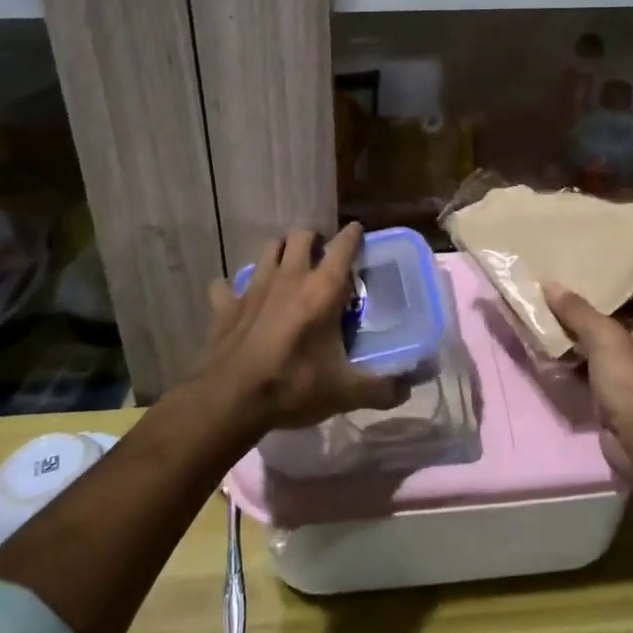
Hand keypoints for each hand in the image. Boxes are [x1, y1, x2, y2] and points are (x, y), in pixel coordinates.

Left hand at [197, 223, 408, 431]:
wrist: (229, 400)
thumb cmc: (293, 386)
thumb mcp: (344, 392)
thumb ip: (380, 389)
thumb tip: (406, 391)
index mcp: (322, 290)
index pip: (343, 246)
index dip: (353, 235)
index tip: (358, 232)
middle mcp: (289, 278)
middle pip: (301, 236)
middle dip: (313, 238)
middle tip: (322, 253)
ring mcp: (254, 288)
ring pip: (268, 249)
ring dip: (280, 251)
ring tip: (288, 266)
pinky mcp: (226, 305)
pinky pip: (226, 285)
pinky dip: (233, 288)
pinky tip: (238, 298)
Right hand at [545, 285, 632, 479]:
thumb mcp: (606, 338)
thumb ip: (578, 311)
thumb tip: (550, 284)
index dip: (613, 280)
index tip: (583, 266)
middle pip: (617, 319)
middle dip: (587, 308)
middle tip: (556, 287)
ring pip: (601, 346)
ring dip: (577, 336)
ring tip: (545, 312)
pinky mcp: (618, 397)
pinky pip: (593, 370)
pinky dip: (574, 362)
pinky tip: (549, 348)